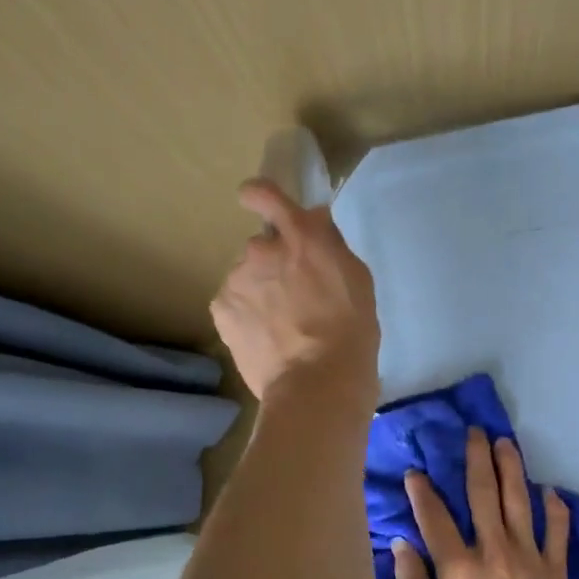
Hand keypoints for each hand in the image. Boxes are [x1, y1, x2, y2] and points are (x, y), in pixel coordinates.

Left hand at [210, 179, 378, 402]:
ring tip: (280, 327)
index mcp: (301, 237)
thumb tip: (313, 222)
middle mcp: (262, 249)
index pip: (267, 194)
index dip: (259, 195)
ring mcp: (237, 279)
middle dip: (273, 264)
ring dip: (259, 291)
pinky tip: (264, 339)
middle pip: (262, 247)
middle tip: (293, 298)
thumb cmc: (350, 331)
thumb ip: (330, 245)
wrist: (317, 383)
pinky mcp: (221, 309)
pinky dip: (245, 315)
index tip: (256, 200)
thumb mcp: (356, 279)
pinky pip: (233, 303)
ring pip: (246, 278)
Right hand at [392, 427, 572, 578]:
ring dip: (513, 470)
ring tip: (507, 444)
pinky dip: (556, 513)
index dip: (423, 491)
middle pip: (483, 494)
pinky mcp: (554, 575)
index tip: (416, 472)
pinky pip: (557, 536)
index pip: (435, 516)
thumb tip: (400, 543)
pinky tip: (552, 493)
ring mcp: (528, 560)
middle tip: (476, 431)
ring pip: (520, 504)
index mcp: (457, 566)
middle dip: (477, 459)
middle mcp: (493, 552)